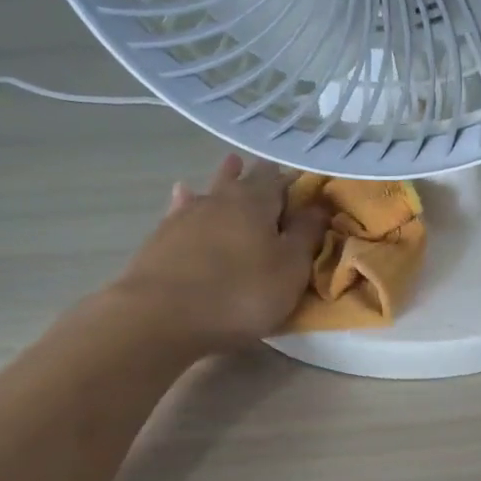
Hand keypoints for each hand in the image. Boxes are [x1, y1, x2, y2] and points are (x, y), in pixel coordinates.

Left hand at [110, 154, 327, 353]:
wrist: (161, 315)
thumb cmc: (240, 294)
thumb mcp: (290, 270)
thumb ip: (306, 235)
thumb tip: (320, 205)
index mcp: (256, 202)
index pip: (280, 180)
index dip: (294, 182)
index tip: (306, 186)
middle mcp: (220, 198)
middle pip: (243, 180)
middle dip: (258, 175)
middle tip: (270, 170)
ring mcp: (186, 215)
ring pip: (211, 190)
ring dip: (223, 179)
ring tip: (231, 165)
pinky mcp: (161, 238)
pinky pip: (180, 209)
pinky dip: (187, 200)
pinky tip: (182, 193)